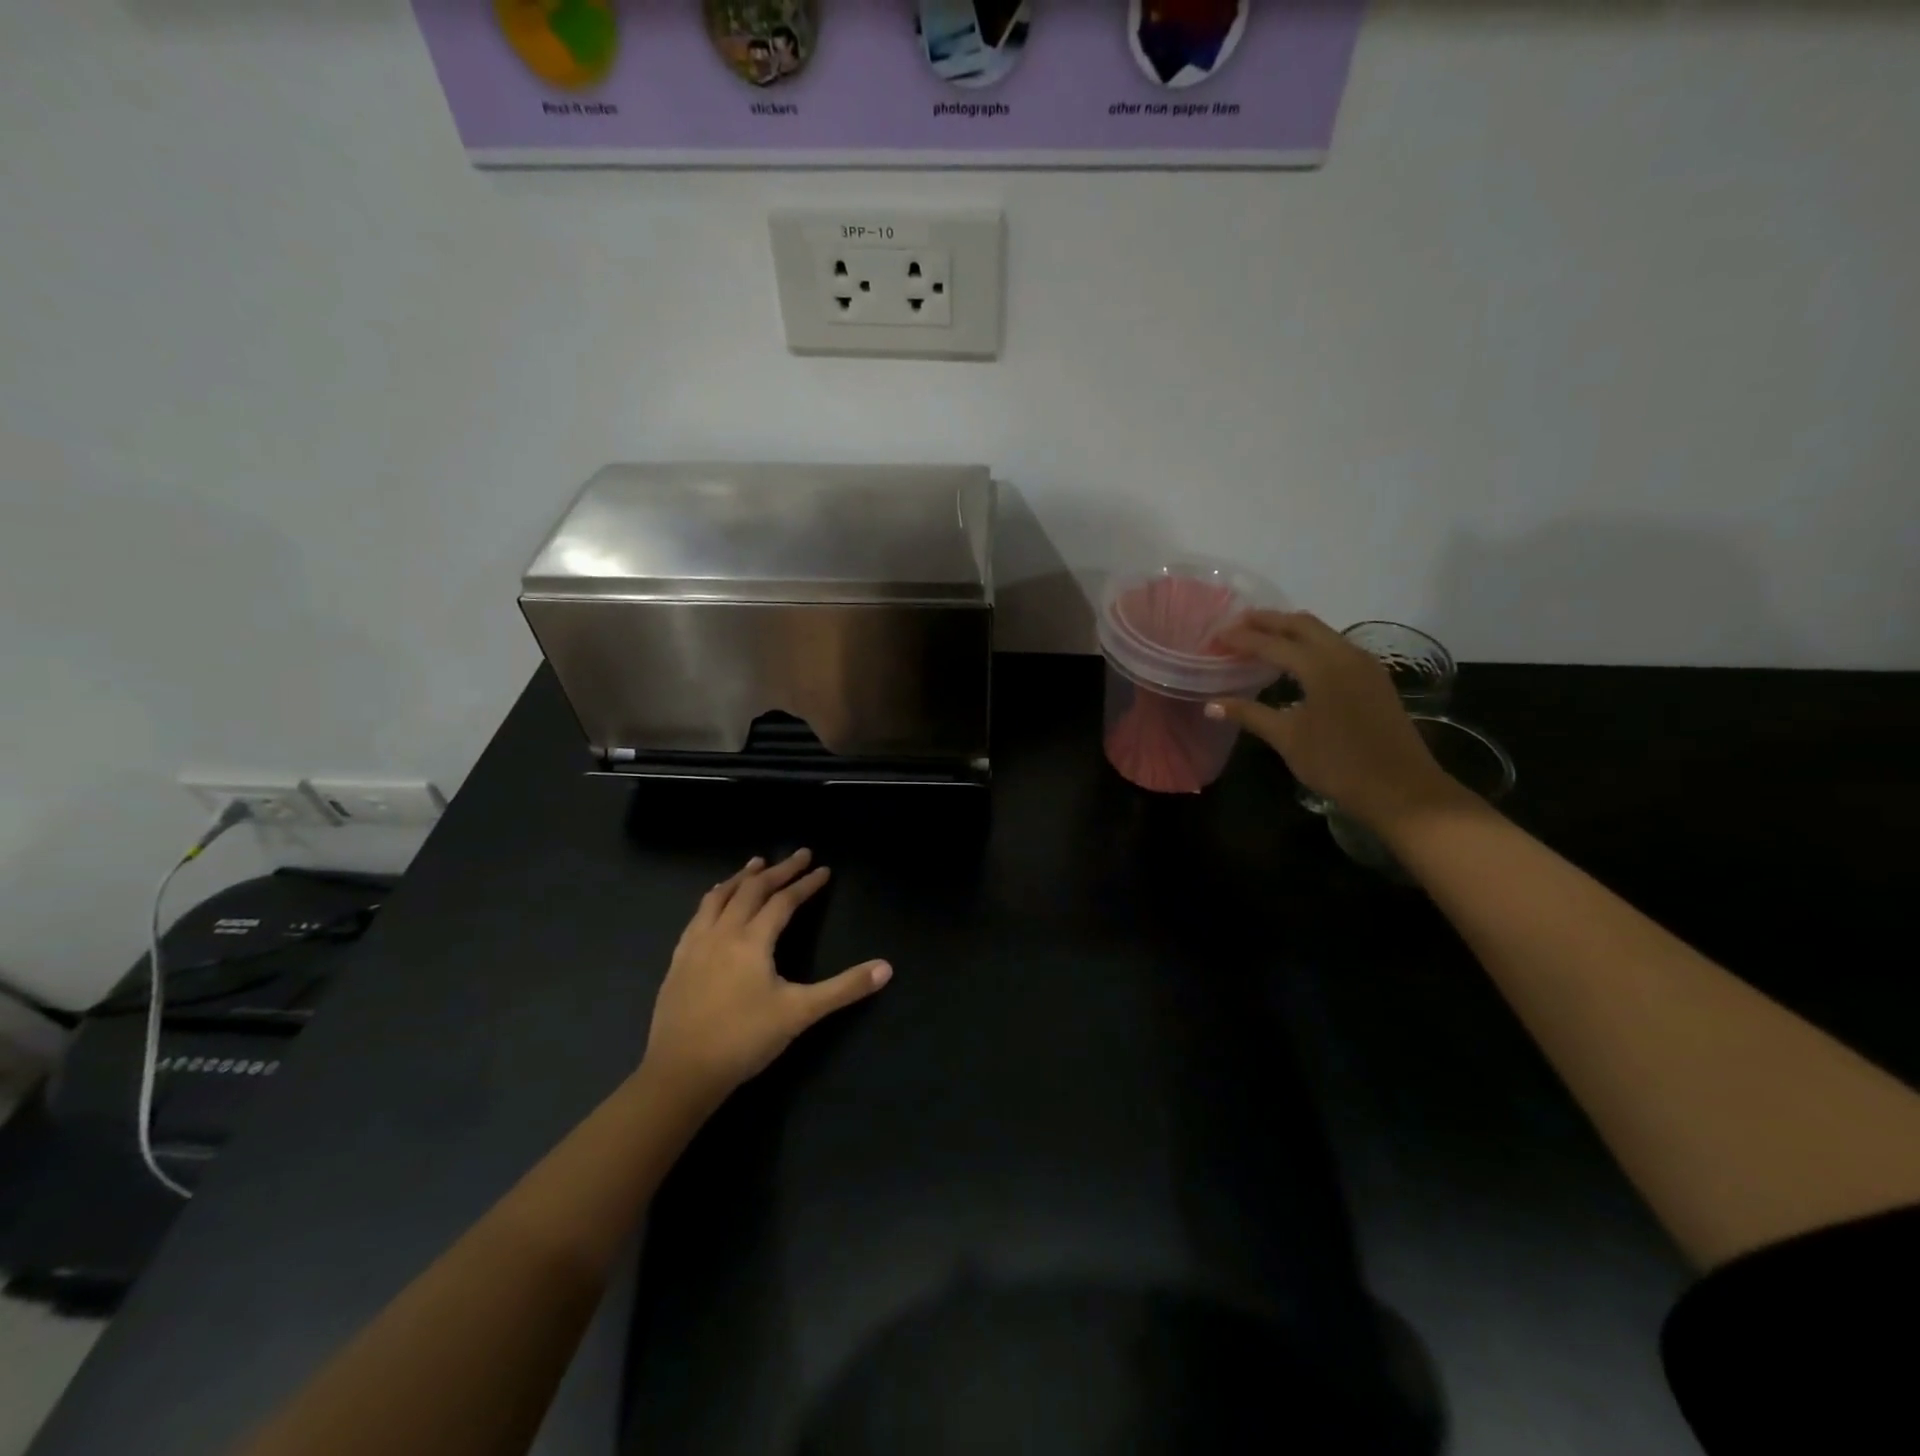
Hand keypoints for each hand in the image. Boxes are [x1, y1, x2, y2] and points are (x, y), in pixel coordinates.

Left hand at [642, 850, 890, 1110]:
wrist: (681, 1072)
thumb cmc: (744, 1040)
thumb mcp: (800, 1013)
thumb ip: (844, 988)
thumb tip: (886, 968)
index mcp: (752, 941)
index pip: (783, 901)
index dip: (806, 884)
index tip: (824, 869)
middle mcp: (723, 932)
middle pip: (752, 889)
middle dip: (779, 870)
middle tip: (800, 855)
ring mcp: (695, 944)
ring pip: (719, 896)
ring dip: (742, 877)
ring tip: (756, 863)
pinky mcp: (678, 960)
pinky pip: (698, 915)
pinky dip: (714, 897)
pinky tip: (715, 902)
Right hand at [1206, 611, 1466, 829]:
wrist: (1401, 788)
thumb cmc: (1338, 763)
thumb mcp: (1288, 738)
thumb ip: (1250, 714)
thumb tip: (1211, 705)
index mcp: (1320, 666)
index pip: (1272, 643)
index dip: (1241, 638)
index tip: (1216, 635)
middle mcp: (1344, 654)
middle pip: (1301, 625)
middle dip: (1267, 621)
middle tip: (1237, 625)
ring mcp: (1364, 664)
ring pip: (1322, 633)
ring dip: (1290, 630)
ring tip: (1262, 638)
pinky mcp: (1374, 678)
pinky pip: (1336, 646)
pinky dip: (1310, 644)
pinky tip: (1296, 661)